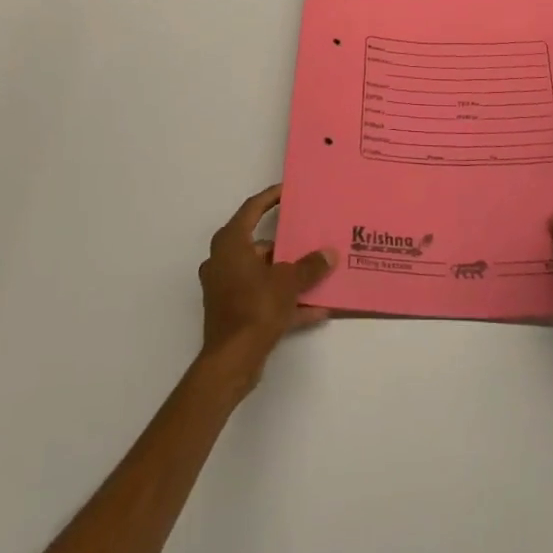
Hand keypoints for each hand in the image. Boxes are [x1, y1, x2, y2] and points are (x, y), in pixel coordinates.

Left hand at [199, 185, 335, 386]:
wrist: (231, 361)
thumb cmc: (255, 308)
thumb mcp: (288, 282)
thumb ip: (310, 266)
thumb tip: (329, 254)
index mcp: (231, 243)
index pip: (251, 209)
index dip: (270, 197)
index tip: (288, 191)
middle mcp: (223, 260)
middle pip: (259, 243)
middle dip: (286, 243)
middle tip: (310, 235)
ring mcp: (226, 287)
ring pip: (262, 272)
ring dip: (288, 274)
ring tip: (317, 273)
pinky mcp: (232, 311)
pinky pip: (262, 297)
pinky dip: (284, 300)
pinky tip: (314, 309)